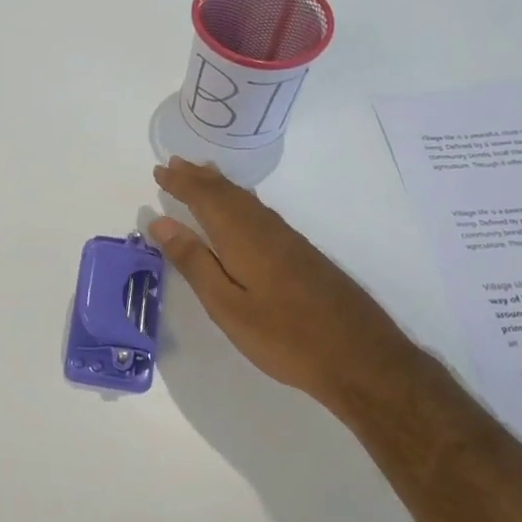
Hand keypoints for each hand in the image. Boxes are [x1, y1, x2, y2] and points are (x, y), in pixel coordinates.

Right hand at [149, 157, 419, 411]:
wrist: (361, 358)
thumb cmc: (285, 337)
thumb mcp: (228, 307)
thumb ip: (195, 263)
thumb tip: (161, 223)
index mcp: (243, 238)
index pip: (206, 199)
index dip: (182, 183)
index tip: (160, 170)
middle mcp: (266, 229)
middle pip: (229, 194)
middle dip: (200, 178)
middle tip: (175, 163)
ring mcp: (289, 241)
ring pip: (248, 201)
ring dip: (221, 186)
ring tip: (203, 174)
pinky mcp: (303, 255)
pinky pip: (262, 212)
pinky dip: (242, 201)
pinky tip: (243, 208)